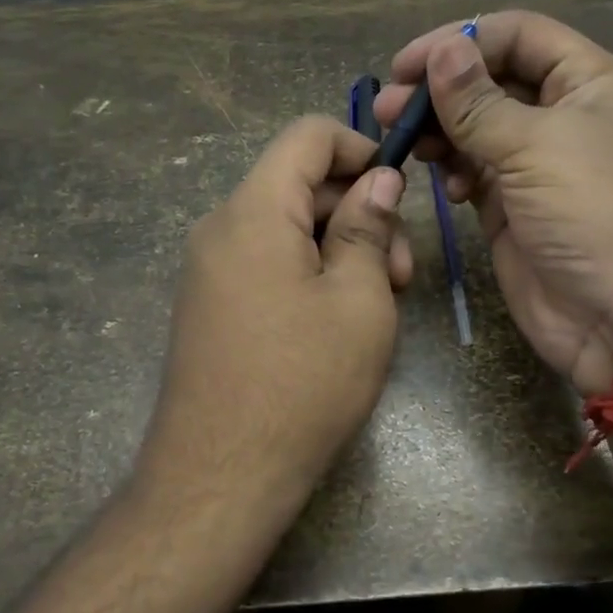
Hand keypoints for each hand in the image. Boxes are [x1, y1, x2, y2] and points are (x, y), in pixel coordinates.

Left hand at [141, 116, 413, 512]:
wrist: (220, 476)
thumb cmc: (303, 383)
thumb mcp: (358, 300)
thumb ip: (367, 227)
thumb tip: (378, 178)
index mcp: (254, 211)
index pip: (307, 135)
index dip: (360, 147)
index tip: (399, 192)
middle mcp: (221, 227)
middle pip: (299, 184)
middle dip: (358, 212)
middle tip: (402, 274)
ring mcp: (210, 268)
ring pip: (287, 227)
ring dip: (339, 248)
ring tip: (378, 304)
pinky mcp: (211, 304)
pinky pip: (267, 262)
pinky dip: (309, 272)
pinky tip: (339, 320)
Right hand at [373, 11, 612, 394]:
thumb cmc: (597, 214)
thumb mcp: (537, 147)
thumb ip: (479, 101)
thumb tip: (443, 49)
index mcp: (589, 82)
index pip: (518, 35)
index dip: (461, 39)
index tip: (405, 65)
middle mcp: (564, 116)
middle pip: (492, 80)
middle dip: (441, 89)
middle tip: (388, 107)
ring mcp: (538, 165)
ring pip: (478, 129)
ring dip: (440, 130)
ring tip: (402, 143)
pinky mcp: (515, 209)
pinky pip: (475, 173)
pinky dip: (454, 171)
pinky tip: (444, 186)